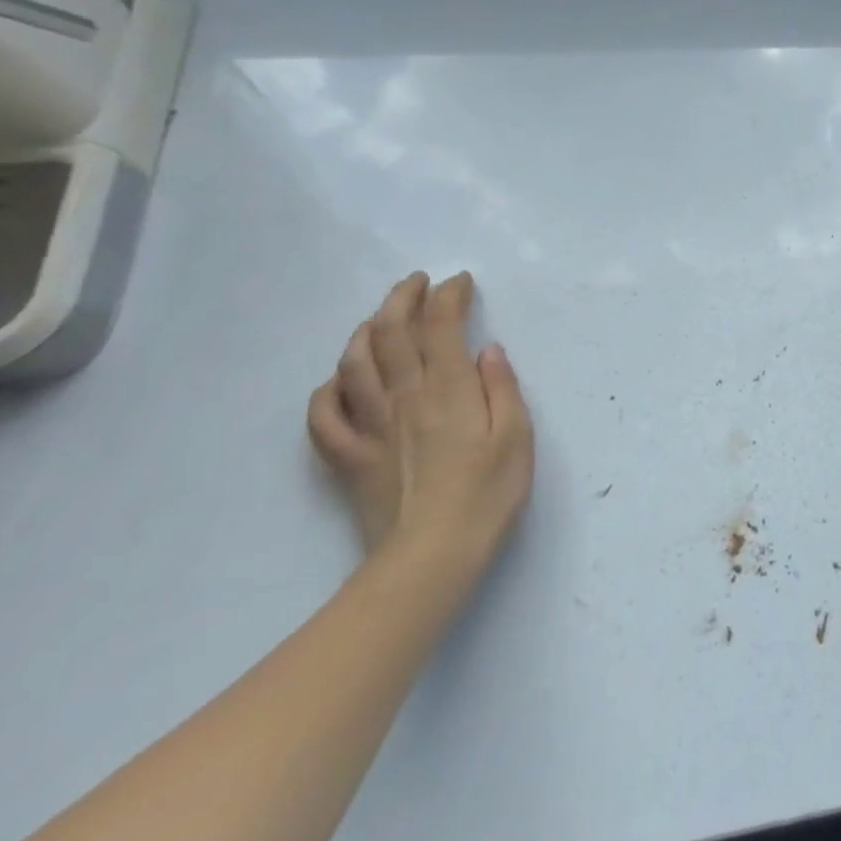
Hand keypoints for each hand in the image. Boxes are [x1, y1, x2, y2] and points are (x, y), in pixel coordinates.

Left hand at [306, 272, 534, 569]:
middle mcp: (405, 397)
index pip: (441, 326)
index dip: (447, 296)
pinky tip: (339, 381)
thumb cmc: (487, 494)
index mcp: (449, 389)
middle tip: (417, 283)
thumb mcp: (517, 436)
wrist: (431, 557)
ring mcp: (371, 426)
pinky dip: (327, 390)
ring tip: (381, 319)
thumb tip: (488, 351)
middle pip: (392, 333)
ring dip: (365, 331)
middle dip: (403, 299)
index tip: (459, 282)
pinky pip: (323, 416)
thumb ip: (503, 388)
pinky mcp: (350, 458)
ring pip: (354, 364)